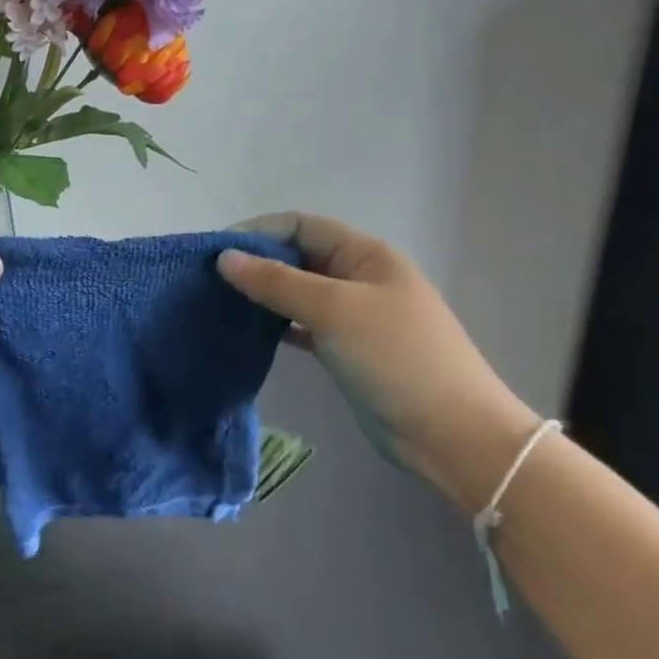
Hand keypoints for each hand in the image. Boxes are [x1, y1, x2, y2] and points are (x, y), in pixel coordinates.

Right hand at [218, 213, 539, 511]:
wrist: (450, 432)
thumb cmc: (395, 358)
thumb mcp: (334, 310)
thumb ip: (277, 282)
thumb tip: (224, 258)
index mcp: (365, 255)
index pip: (302, 226)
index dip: (258, 232)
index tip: (214, 253)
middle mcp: (358, 278)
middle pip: (298, 257)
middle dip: (255, 263)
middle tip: (208, 282)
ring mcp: (353, 316)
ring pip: (297, 293)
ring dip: (262, 295)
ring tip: (218, 304)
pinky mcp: (345, 349)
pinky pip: (301, 325)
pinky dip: (275, 325)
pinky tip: (247, 333)